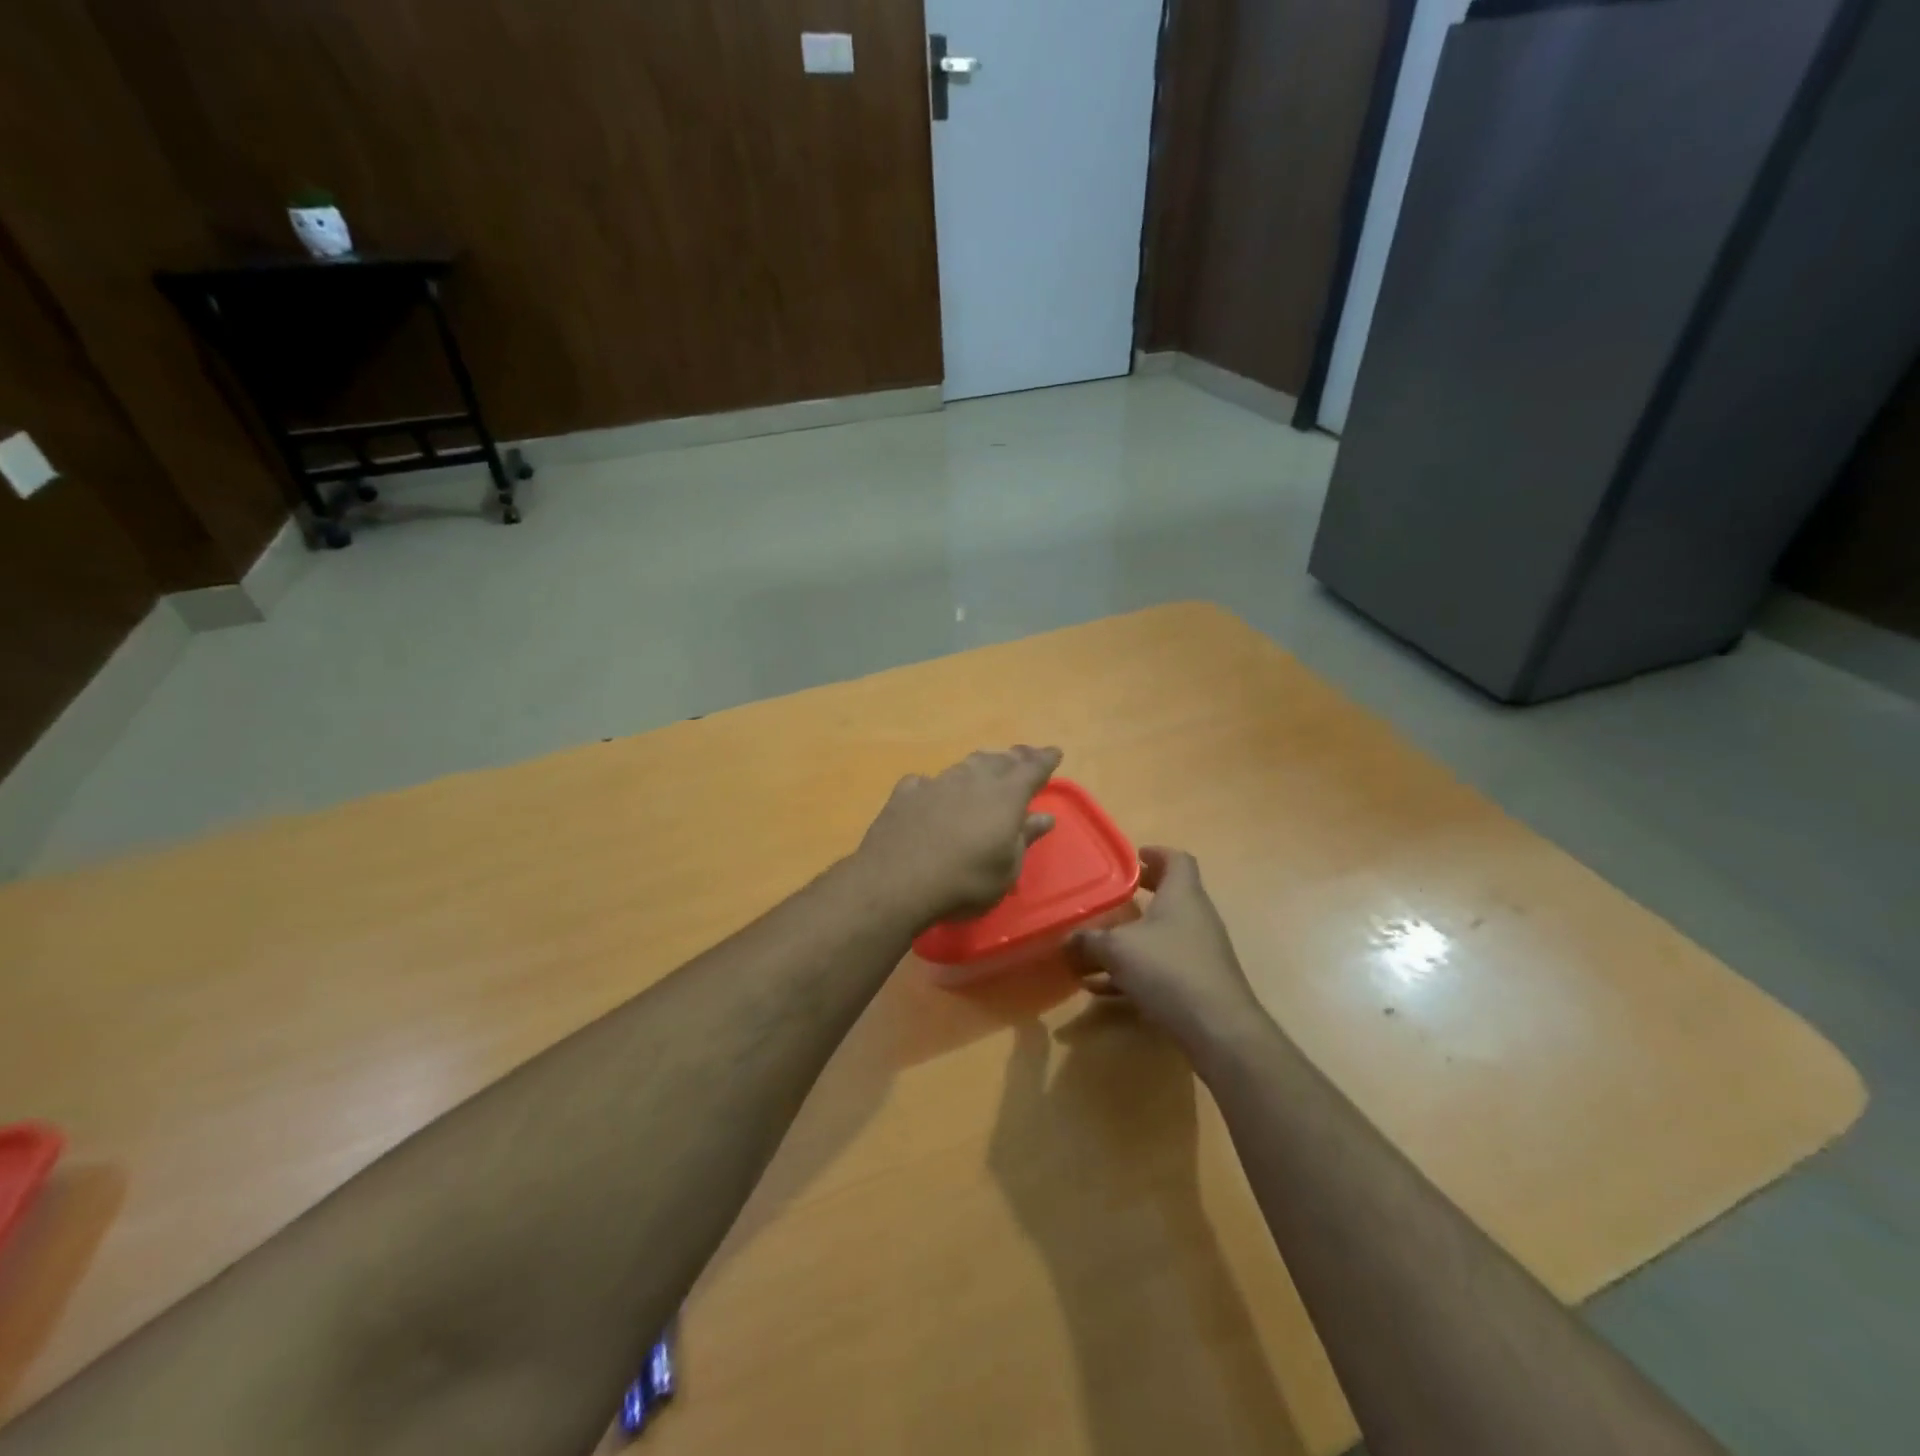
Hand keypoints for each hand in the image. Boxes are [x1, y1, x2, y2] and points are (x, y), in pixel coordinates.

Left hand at [857, 746, 1062, 926]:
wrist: (896, 881)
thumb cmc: (965, 881)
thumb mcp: (1007, 869)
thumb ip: (1025, 838)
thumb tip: (1044, 817)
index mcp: (1005, 796)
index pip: (1032, 769)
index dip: (1045, 760)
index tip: (1054, 752)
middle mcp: (972, 780)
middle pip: (998, 761)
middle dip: (1014, 757)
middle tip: (1023, 755)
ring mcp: (936, 783)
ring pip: (964, 766)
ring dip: (979, 765)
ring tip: (986, 766)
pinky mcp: (906, 794)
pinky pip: (926, 782)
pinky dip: (935, 785)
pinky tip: (930, 791)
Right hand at [1070, 848, 1267, 1048]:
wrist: (1217, 1028)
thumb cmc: (1168, 970)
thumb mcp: (1117, 949)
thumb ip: (1088, 940)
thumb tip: (1067, 938)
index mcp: (1182, 895)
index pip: (1177, 860)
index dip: (1156, 853)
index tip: (1133, 856)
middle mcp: (1195, 917)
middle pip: (1169, 896)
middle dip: (1140, 895)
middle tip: (1113, 896)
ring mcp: (1200, 951)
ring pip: (1161, 935)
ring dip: (1131, 938)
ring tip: (1096, 947)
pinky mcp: (1197, 982)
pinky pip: (1161, 966)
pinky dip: (1134, 970)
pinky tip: (1102, 988)